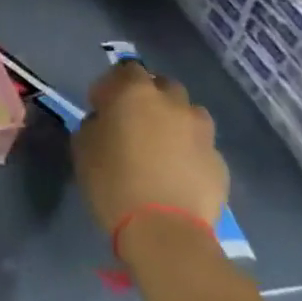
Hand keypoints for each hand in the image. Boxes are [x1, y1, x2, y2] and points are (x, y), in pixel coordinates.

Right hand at [72, 60, 228, 240]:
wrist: (166, 231)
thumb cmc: (113, 183)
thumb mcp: (83, 148)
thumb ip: (93, 124)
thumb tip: (104, 121)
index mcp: (135, 93)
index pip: (125, 69)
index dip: (111, 85)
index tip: (101, 106)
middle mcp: (173, 103)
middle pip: (161, 85)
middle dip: (147, 98)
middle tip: (132, 123)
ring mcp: (201, 130)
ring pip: (186, 113)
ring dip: (172, 121)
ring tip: (159, 147)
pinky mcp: (218, 159)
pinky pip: (199, 144)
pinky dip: (187, 150)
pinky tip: (176, 172)